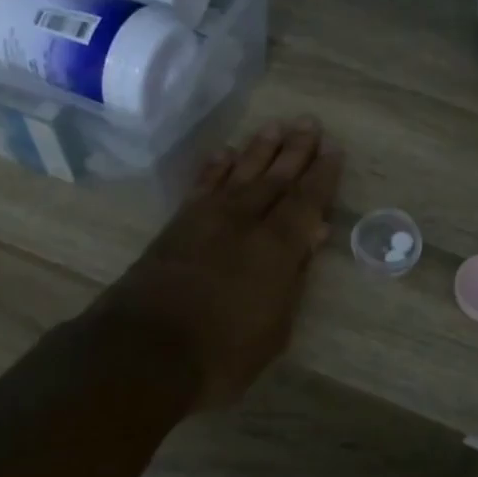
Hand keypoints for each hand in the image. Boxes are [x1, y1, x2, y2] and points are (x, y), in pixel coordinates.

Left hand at [88, 118, 342, 409]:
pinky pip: (203, 185)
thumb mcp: (275, 328)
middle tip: (309, 123)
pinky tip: (226, 152)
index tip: (334, 150)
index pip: (306, 200)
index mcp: (276, 247)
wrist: (143, 352)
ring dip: (259, 149)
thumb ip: (294, 277)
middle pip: (275, 177)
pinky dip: (216, 166)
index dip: (322, 175)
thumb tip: (311, 235)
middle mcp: (244, 222)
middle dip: (295, 150)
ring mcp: (207, 219)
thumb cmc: (222, 353)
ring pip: (240, 173)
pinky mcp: (177, 225)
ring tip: (276, 126)